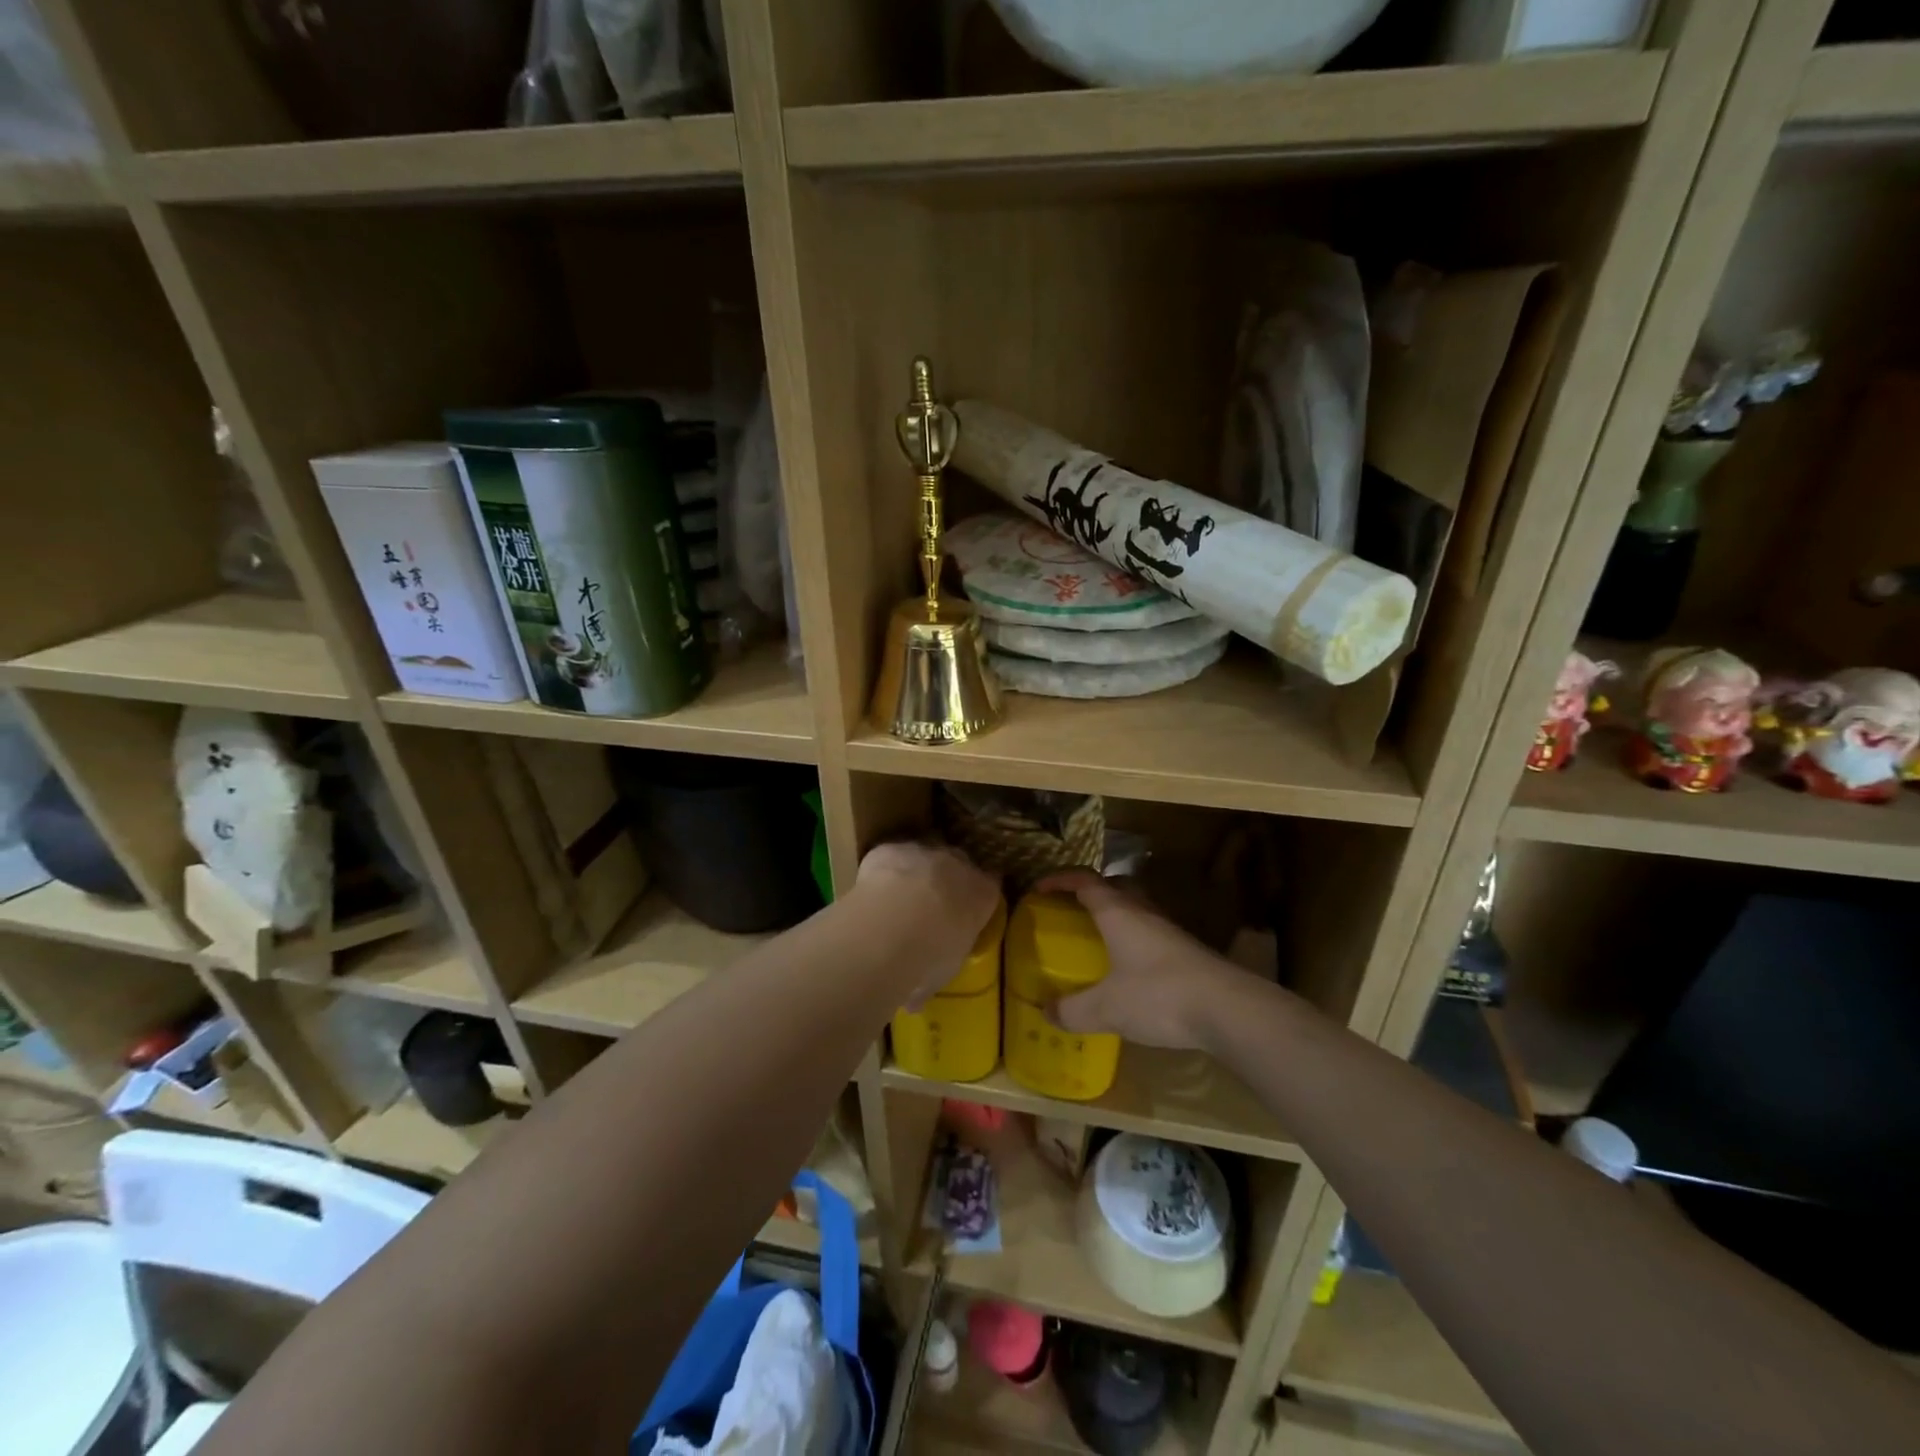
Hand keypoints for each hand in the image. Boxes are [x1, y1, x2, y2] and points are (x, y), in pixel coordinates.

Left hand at [855, 841, 999, 1006]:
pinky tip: (870, 890)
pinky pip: (889, 855)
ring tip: (896, 898)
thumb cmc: (933, 953)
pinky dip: (882, 869)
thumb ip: (931, 974)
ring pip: (923, 854)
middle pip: (958, 863)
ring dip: (914, 871)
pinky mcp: (890, 848)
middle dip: (946, 879)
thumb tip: (914, 1000)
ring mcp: (924, 850)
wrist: (897, 920)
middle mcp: (959, 863)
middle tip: (928, 905)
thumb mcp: (942, 970)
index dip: (975, 896)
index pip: (989, 886)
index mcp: (982, 894)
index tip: (965, 909)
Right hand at [1037, 869, 1247, 1051]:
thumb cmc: (1159, 995)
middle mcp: (1143, 912)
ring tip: (1096, 939)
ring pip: (1135, 909)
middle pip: (1114, 887)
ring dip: (1114, 916)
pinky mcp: (1186, 952)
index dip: (1059, 879)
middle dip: (1089, 892)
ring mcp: (1169, 931)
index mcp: (1118, 912)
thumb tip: (1046, 1012)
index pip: (1084, 880)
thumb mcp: (1107, 1008)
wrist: (1228, 1009)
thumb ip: (1073, 1010)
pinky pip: (1150, 933)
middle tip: (1069, 910)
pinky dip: (1132, 940)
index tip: (1038, 888)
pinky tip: (1128, 969)